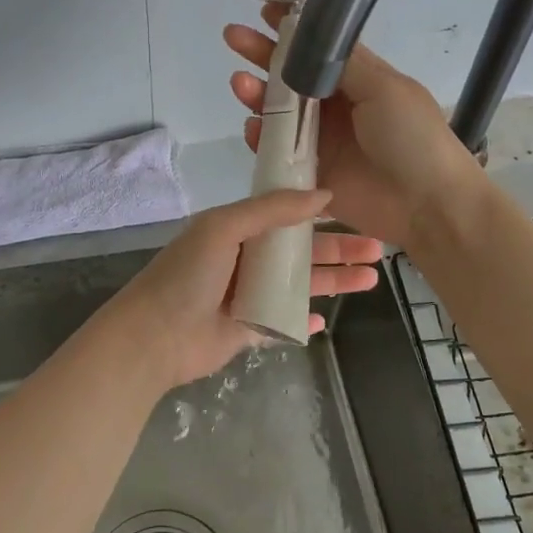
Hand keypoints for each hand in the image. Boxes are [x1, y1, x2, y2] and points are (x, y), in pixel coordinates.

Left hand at [102, 188, 383, 389]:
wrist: (154, 337)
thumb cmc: (188, 275)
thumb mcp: (224, 227)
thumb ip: (272, 209)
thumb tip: (324, 194)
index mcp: (237, 229)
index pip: (286, 215)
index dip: (320, 213)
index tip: (356, 209)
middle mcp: (245, 258)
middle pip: (301, 251)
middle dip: (339, 249)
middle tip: (379, 250)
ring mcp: (248, 295)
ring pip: (299, 285)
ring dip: (334, 281)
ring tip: (371, 280)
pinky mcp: (248, 329)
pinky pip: (284, 322)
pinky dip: (303, 320)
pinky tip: (325, 320)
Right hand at [225, 2, 481, 248]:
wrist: (427, 204)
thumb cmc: (413, 138)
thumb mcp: (386, 88)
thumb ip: (345, 65)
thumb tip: (311, 40)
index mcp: (359, 81)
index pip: (318, 49)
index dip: (293, 30)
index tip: (266, 9)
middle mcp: (337, 107)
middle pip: (291, 77)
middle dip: (262, 54)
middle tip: (234, 37)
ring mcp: (322, 141)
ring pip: (279, 113)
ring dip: (256, 94)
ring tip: (239, 83)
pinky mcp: (310, 174)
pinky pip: (277, 154)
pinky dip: (260, 140)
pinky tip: (251, 127)